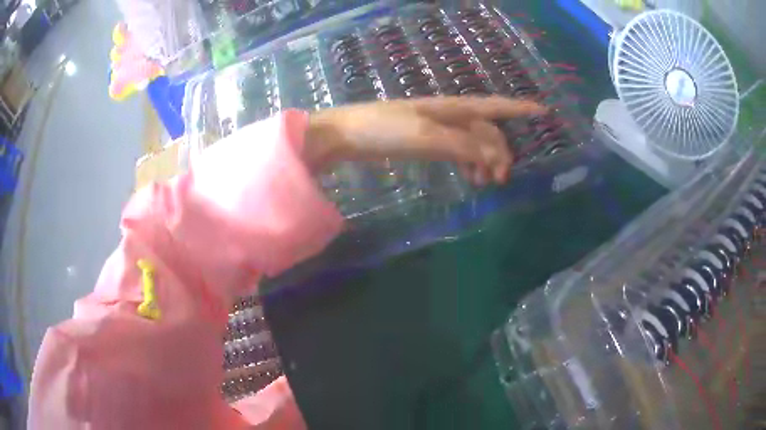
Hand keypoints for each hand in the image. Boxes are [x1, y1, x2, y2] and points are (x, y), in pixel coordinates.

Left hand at [303, 96, 546, 185]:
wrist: (348, 135)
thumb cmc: (385, 129)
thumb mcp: (427, 136)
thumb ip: (463, 146)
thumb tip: (495, 157)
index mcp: (454, 108)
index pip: (495, 106)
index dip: (520, 109)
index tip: (544, 111)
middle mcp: (451, 115)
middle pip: (487, 131)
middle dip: (500, 152)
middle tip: (500, 179)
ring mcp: (439, 128)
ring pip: (474, 143)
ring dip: (485, 161)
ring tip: (485, 183)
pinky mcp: (427, 142)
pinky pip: (459, 151)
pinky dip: (469, 163)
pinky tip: (470, 177)